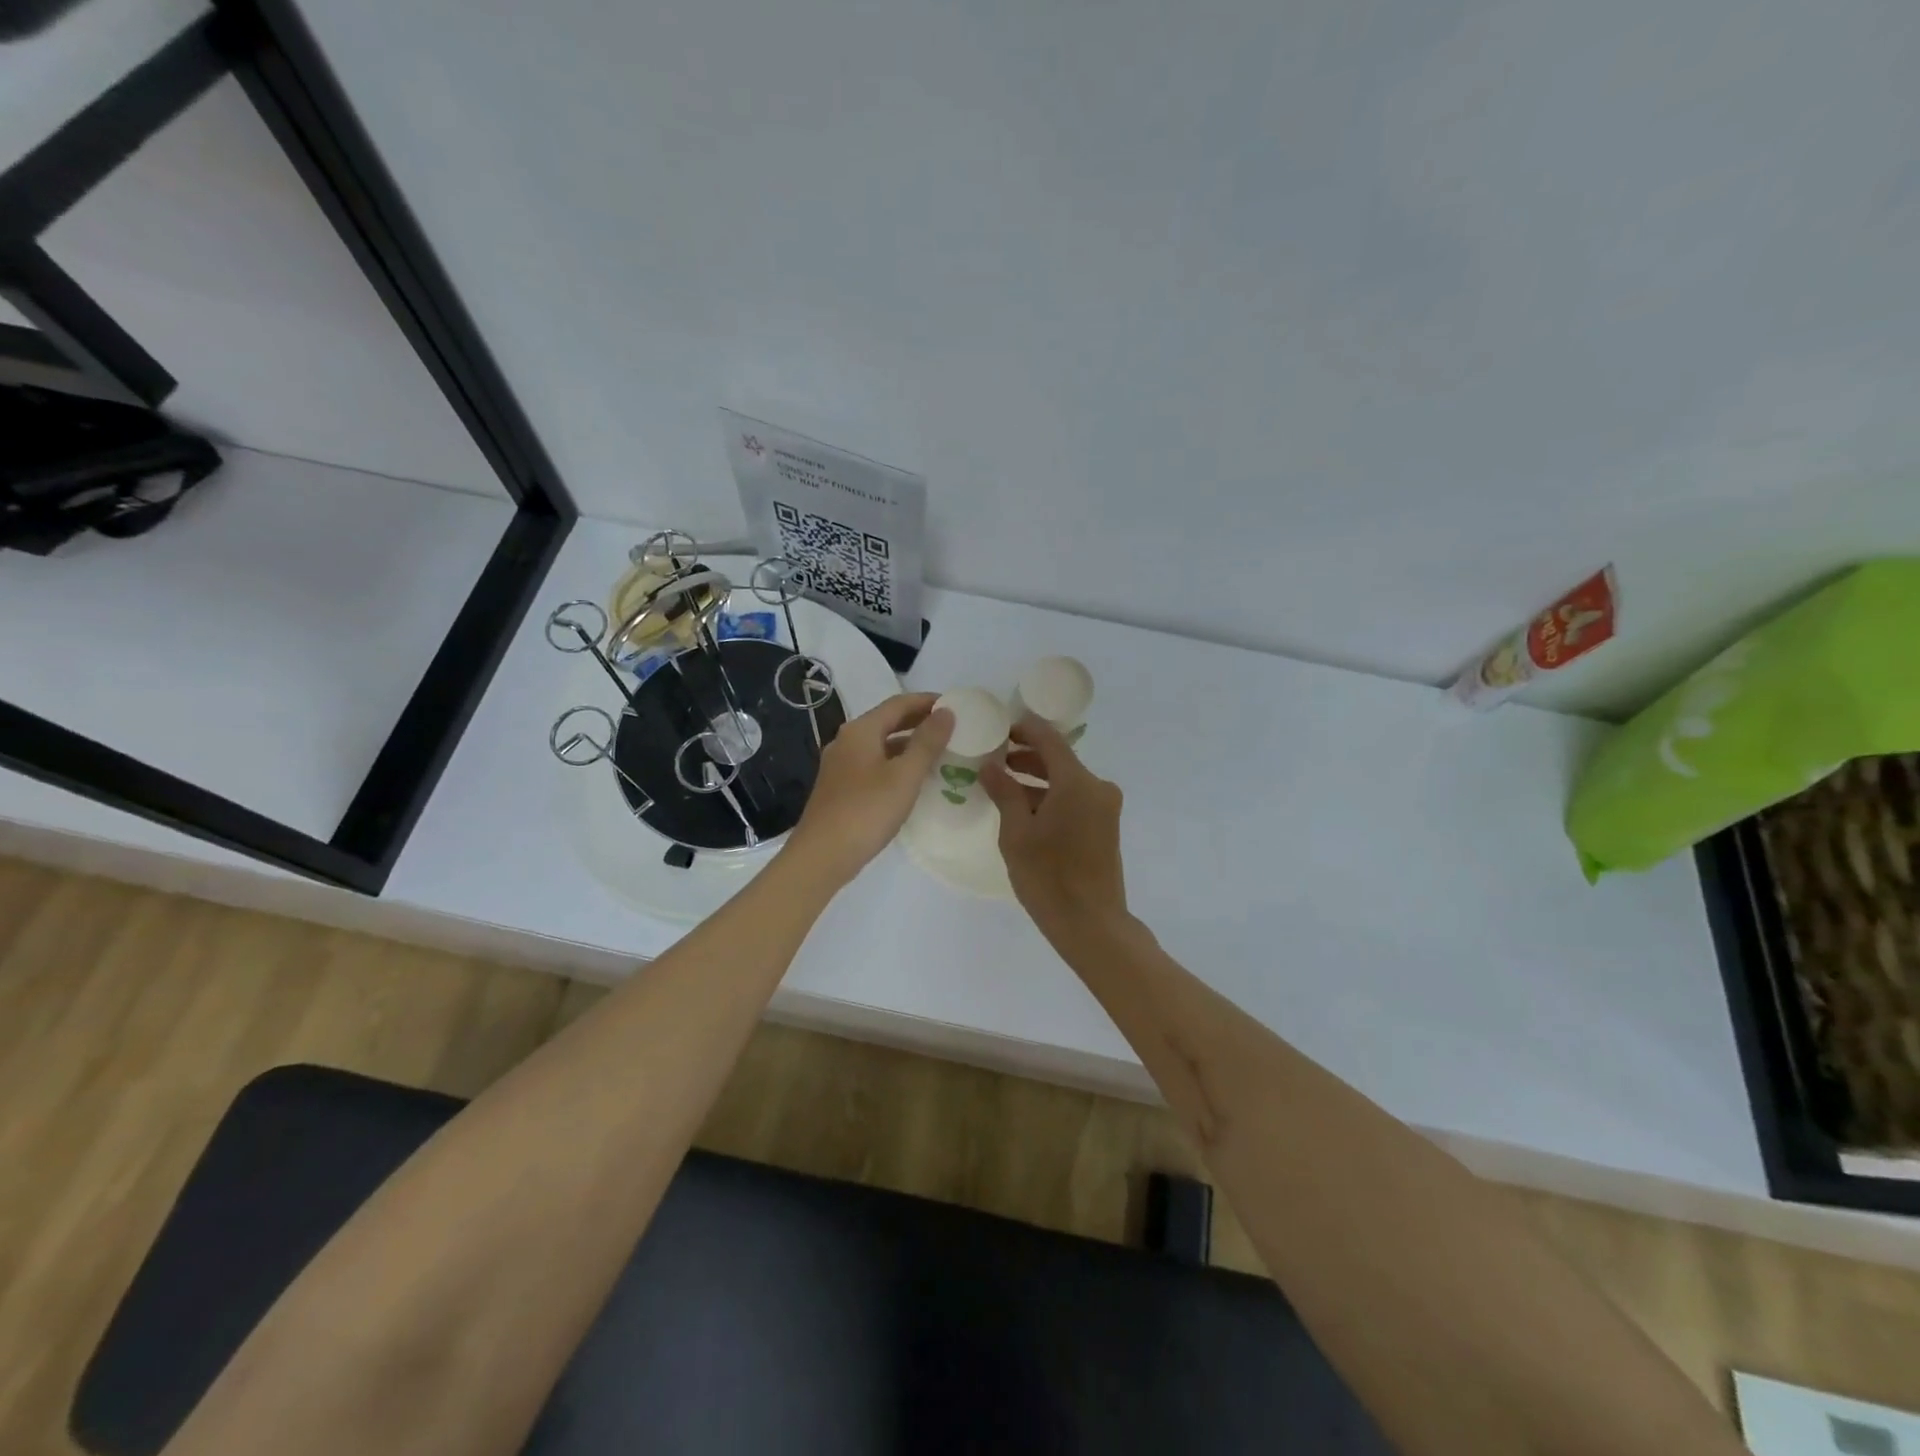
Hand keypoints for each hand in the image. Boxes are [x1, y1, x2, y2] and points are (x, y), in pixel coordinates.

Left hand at [788, 693, 953, 886]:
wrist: (822, 856)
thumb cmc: (866, 811)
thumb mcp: (905, 776)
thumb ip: (927, 742)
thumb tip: (946, 712)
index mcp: (860, 731)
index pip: (899, 703)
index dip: (928, 701)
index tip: (956, 705)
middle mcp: (847, 741)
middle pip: (887, 721)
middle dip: (919, 721)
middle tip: (951, 727)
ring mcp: (840, 765)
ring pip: (880, 744)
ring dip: (909, 744)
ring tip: (939, 752)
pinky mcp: (840, 788)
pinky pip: (873, 764)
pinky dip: (896, 763)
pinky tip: (912, 779)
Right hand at [980, 716, 1127, 933]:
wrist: (1091, 924)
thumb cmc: (1048, 877)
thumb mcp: (1016, 833)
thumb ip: (1004, 792)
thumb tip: (990, 766)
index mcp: (1077, 782)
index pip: (1049, 740)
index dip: (1025, 729)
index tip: (1000, 726)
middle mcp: (1097, 788)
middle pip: (1059, 760)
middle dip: (1027, 756)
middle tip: (994, 756)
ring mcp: (1105, 808)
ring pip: (1067, 781)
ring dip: (1037, 779)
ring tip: (1002, 783)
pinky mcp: (1105, 826)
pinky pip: (1075, 799)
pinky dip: (1051, 797)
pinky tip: (1024, 808)